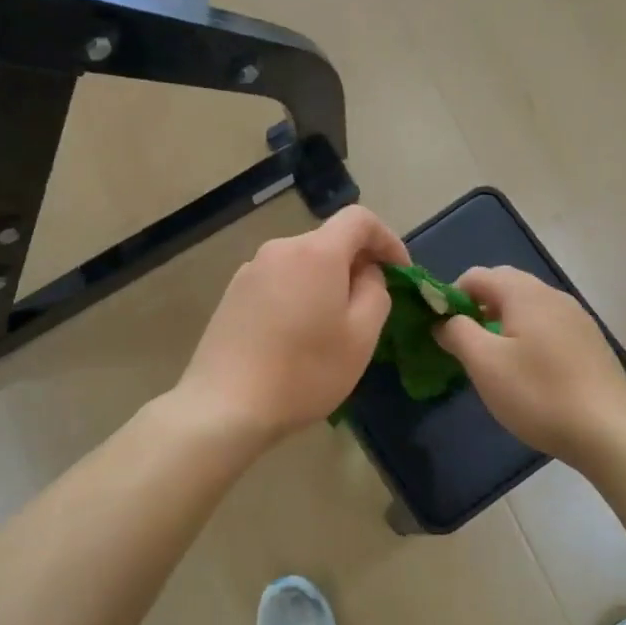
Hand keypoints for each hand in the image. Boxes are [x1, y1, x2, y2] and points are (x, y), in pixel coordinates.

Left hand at [175, 206, 409, 444]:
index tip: (400, 273)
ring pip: (302, 265)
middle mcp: (280, 249)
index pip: (359, 219)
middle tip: (369, 309)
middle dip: (356, 266)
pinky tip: (295, 337)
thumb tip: (366, 273)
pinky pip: (278, 282)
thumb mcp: (361, 337)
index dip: (387, 240)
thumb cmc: (304, 372)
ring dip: (325, 284)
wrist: (225, 405)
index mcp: (316, 252)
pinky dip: (297, 296)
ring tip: (331, 328)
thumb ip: (376, 292)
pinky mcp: (232, 294)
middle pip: (328, 242)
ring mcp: (250, 271)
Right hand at [435, 266, 625, 466]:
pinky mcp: (590, 342)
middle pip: (505, 286)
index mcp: (525, 294)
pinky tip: (526, 370)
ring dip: (502, 321)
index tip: (439, 327)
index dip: (451, 295)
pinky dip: (526, 335)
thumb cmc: (539, 394)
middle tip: (462, 341)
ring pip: (528, 306)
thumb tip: (444, 320)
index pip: (477, 276)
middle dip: (477, 306)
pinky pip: (547, 325)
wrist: (610, 431)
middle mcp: (553, 296)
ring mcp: (577, 318)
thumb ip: (457, 333)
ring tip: (492, 357)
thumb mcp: (485, 364)